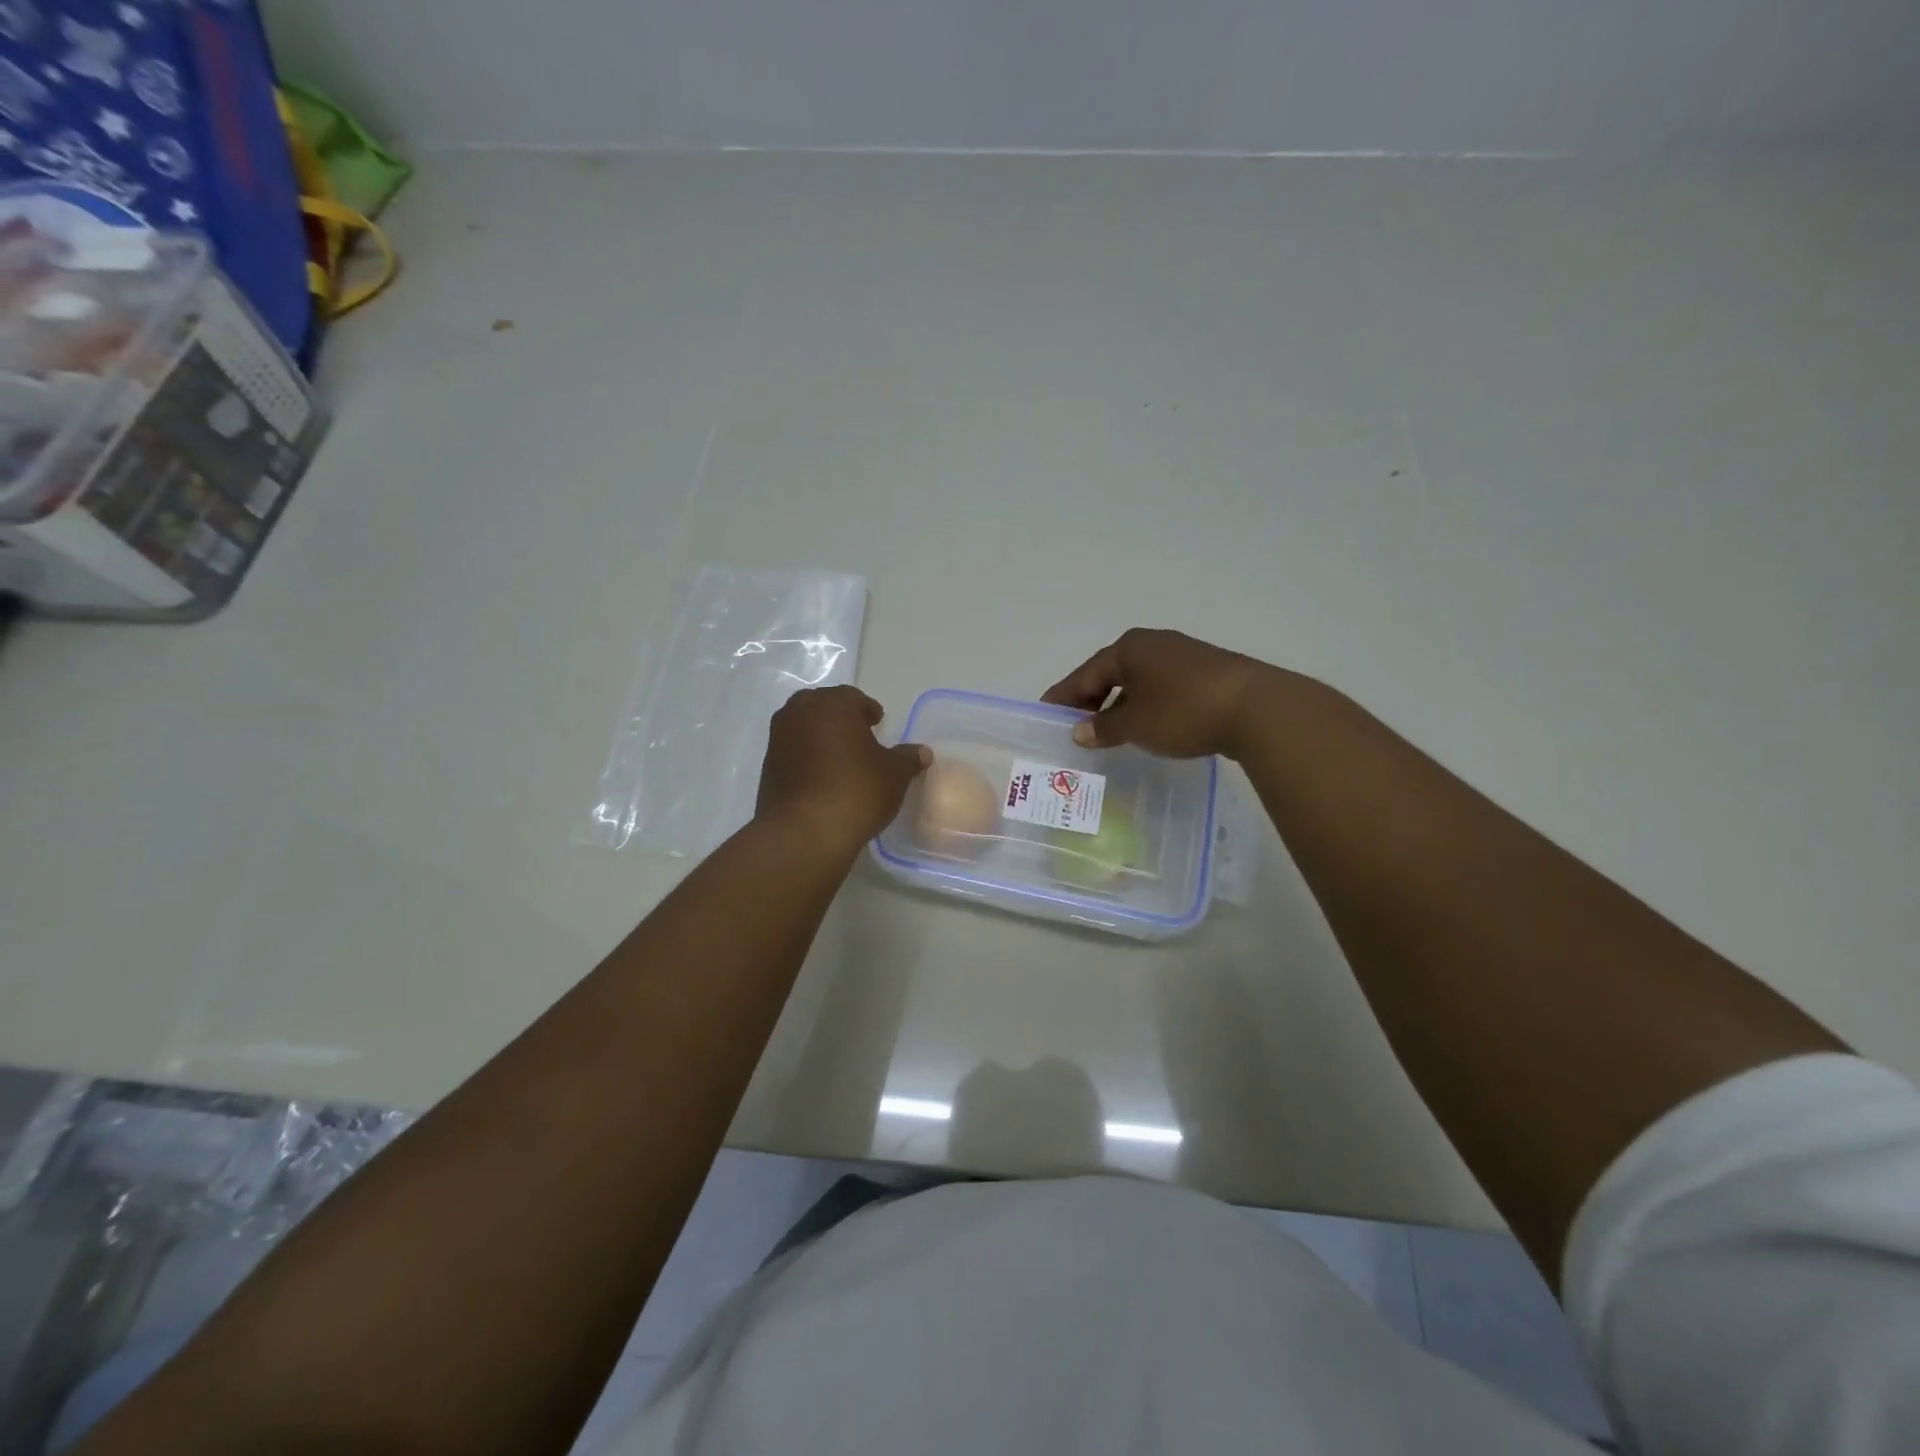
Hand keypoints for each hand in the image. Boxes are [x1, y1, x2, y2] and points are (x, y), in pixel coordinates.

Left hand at [756, 686, 930, 850]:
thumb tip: (922, 752)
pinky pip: (791, 750)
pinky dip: (805, 756)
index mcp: (833, 704)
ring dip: (819, 735)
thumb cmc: (857, 790)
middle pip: (822, 706)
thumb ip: (907, 758)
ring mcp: (779, 738)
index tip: (878, 723)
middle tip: (857, 735)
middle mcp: (800, 713)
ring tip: (839, 757)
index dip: (867, 709)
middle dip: (839, 717)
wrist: (805, 830)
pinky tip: (820, 776)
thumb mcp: (894, 774)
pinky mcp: (767, 766)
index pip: (852, 697)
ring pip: (802, 726)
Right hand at [1041, 628, 1274, 759]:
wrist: (1256, 708)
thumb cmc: (1183, 711)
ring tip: (1108, 730)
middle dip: (1091, 699)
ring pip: (1138, 680)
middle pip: (1111, 672)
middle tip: (1075, 725)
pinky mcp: (1205, 672)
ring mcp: (1182, 655)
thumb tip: (1079, 730)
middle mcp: (1153, 644)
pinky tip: (1146, 725)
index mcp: (1129, 648)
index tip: (1046, 712)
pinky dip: (1145, 704)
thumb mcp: (1135, 724)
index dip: (1064, 695)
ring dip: (1119, 703)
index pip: (1085, 673)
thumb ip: (1103, 727)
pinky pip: (1161, 686)